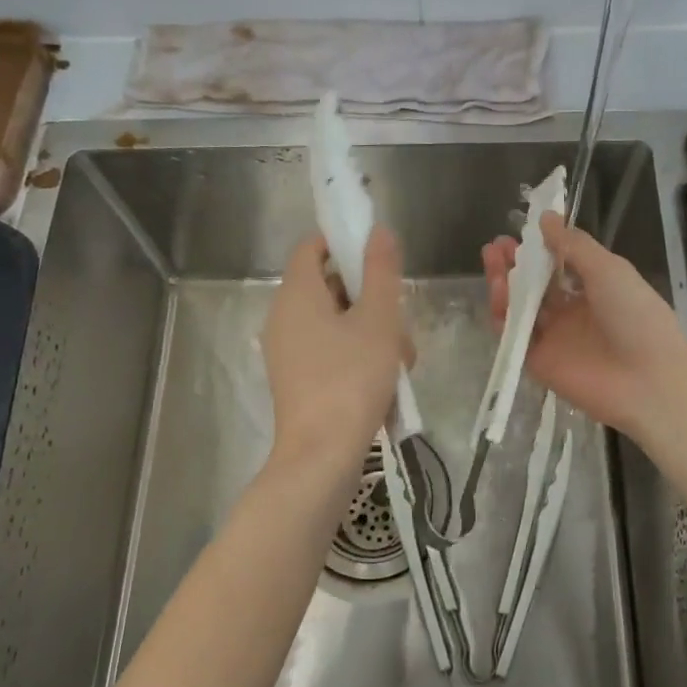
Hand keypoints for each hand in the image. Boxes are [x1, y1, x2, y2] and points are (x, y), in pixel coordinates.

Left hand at [265, 227, 409, 469]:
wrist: (322, 455)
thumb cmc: (351, 379)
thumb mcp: (377, 320)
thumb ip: (380, 271)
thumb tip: (378, 231)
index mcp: (297, 295)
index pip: (312, 247)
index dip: (343, 242)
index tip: (378, 257)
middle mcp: (284, 317)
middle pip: (330, 287)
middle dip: (371, 299)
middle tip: (400, 320)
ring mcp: (288, 351)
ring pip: (337, 323)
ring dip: (372, 333)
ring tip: (402, 361)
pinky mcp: (298, 380)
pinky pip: (330, 351)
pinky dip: (358, 356)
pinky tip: (388, 383)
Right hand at [480, 213, 686, 436]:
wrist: (648, 379)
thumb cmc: (636, 315)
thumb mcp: (608, 269)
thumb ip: (573, 245)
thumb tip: (546, 218)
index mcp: (593, 289)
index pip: (557, 265)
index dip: (537, 249)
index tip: (518, 232)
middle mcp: (571, 312)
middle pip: (533, 285)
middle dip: (514, 264)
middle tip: (495, 246)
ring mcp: (554, 337)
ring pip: (520, 308)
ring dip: (505, 284)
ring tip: (493, 262)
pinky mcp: (538, 362)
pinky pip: (514, 336)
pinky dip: (503, 315)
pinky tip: (499, 293)